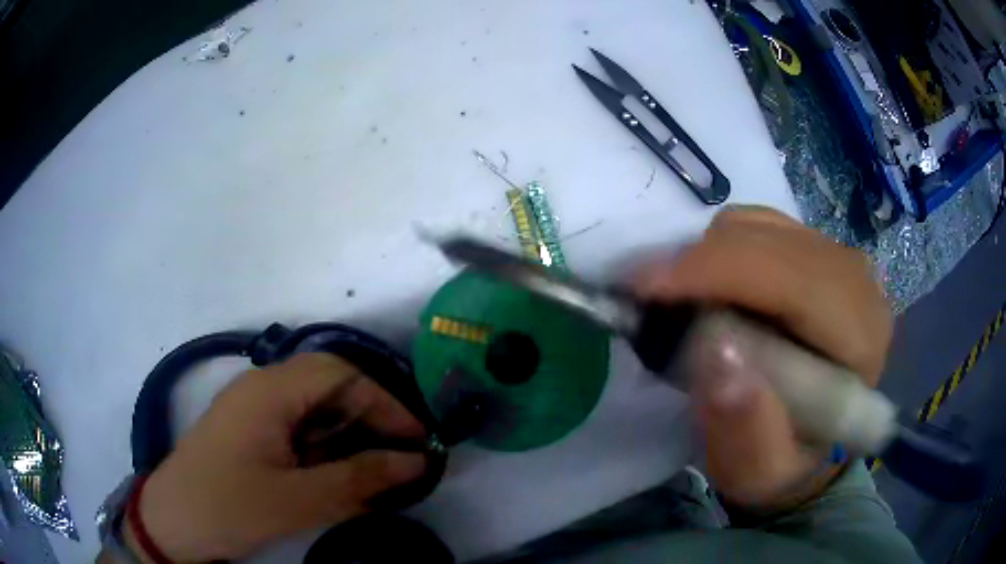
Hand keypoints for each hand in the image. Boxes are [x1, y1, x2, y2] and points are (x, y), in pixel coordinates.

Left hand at [127, 353, 428, 561]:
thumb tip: (415, 462)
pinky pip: (296, 429)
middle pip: (328, 386)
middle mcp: (261, 389)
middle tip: (399, 458)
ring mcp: (252, 410)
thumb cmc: (229, 507)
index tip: (417, 441)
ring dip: (347, 437)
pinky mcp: (249, 433)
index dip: (385, 402)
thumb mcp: (298, 500)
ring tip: (373, 474)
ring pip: (313, 409)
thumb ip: (359, 479)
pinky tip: (335, 479)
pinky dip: (324, 450)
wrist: (173, 523)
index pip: (341, 374)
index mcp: (270, 391)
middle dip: (369, 419)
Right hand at [633, 207, 891, 511]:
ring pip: (760, 226)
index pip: (794, 282)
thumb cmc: (785, 462)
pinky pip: (758, 224)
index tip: (645, 287)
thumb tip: (718, 357)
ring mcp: (838, 258)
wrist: (808, 440)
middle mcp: (857, 286)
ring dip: (708, 257)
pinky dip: (720, 247)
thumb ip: (745, 431)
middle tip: (647, 298)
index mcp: (859, 341)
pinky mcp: (815, 249)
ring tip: (679, 302)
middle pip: (773, 242)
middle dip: (701, 263)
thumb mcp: (759, 472)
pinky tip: (710, 288)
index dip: (719, 273)